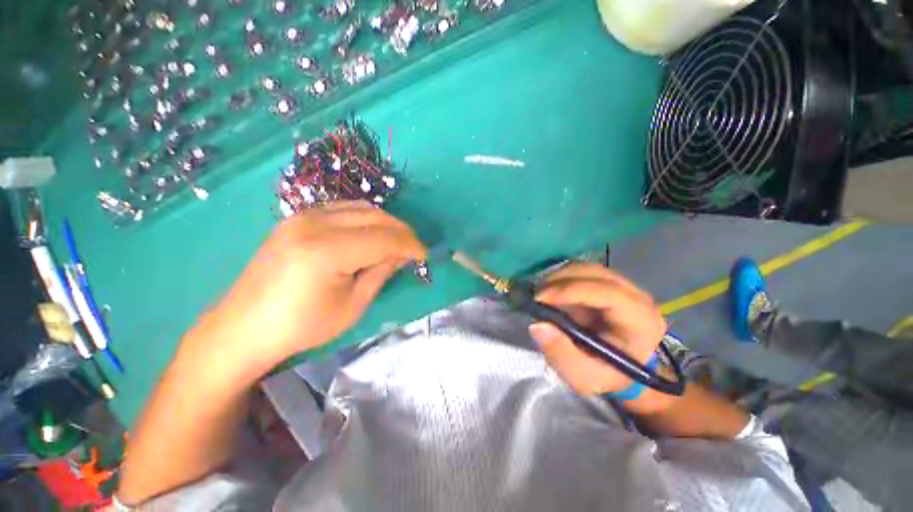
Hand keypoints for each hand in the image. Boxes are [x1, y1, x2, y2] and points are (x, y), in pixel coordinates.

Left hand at [188, 201, 425, 379]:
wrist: (245, 326)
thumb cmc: (302, 326)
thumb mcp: (353, 305)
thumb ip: (381, 272)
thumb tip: (403, 254)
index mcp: (326, 251)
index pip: (384, 238)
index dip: (410, 245)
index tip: (425, 255)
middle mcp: (314, 224)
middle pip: (375, 216)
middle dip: (402, 231)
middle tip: (414, 248)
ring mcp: (302, 216)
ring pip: (361, 208)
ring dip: (386, 223)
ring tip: (397, 242)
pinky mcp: (297, 218)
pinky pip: (344, 209)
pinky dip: (366, 219)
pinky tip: (371, 234)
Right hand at [529, 262, 666, 395]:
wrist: (618, 371)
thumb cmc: (604, 375)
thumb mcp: (582, 375)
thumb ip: (561, 353)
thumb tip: (537, 324)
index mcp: (641, 321)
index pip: (608, 293)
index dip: (571, 291)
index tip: (539, 298)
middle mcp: (637, 296)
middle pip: (595, 273)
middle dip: (560, 280)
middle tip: (536, 296)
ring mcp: (623, 285)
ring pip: (586, 267)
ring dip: (558, 277)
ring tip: (542, 294)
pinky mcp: (607, 282)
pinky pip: (581, 270)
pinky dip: (561, 277)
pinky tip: (551, 292)